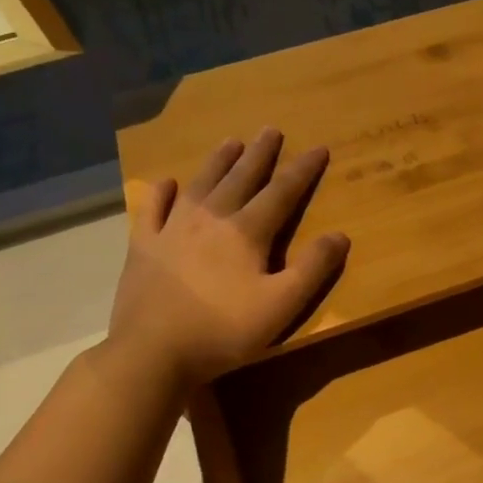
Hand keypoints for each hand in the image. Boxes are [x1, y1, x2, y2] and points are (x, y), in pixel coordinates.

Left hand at [107, 131, 349, 389]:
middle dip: (259, 154)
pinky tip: (167, 183)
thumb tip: (340, 235)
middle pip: (240, 179)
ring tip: (231, 142)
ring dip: (218, 162)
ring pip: (200, 185)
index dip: (302, 170)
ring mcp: (171, 230)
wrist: (153, 352)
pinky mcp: (143, 247)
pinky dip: (161, 193)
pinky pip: (152, 210)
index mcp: (246, 233)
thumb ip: (313, 268)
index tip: (318, 148)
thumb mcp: (283, 304)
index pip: (281, 193)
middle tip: (270, 130)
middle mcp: (209, 220)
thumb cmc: (225, 330)